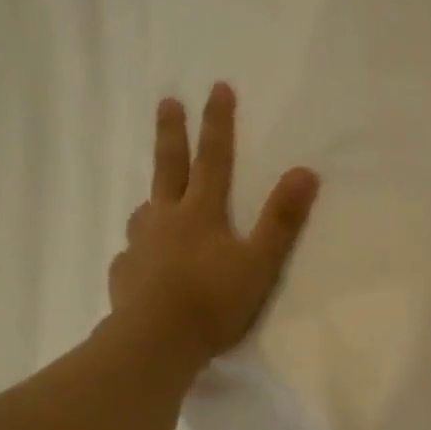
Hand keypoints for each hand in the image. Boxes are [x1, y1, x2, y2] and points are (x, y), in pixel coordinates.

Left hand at [108, 83, 319, 368]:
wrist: (155, 342)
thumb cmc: (212, 301)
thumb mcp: (259, 263)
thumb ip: (281, 220)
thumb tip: (306, 171)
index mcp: (200, 212)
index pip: (213, 158)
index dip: (218, 123)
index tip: (217, 87)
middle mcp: (165, 219)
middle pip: (168, 167)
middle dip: (171, 132)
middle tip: (167, 102)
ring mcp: (139, 246)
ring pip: (146, 210)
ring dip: (154, 196)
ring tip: (155, 200)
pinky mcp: (124, 274)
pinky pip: (133, 253)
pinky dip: (141, 250)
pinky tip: (143, 263)